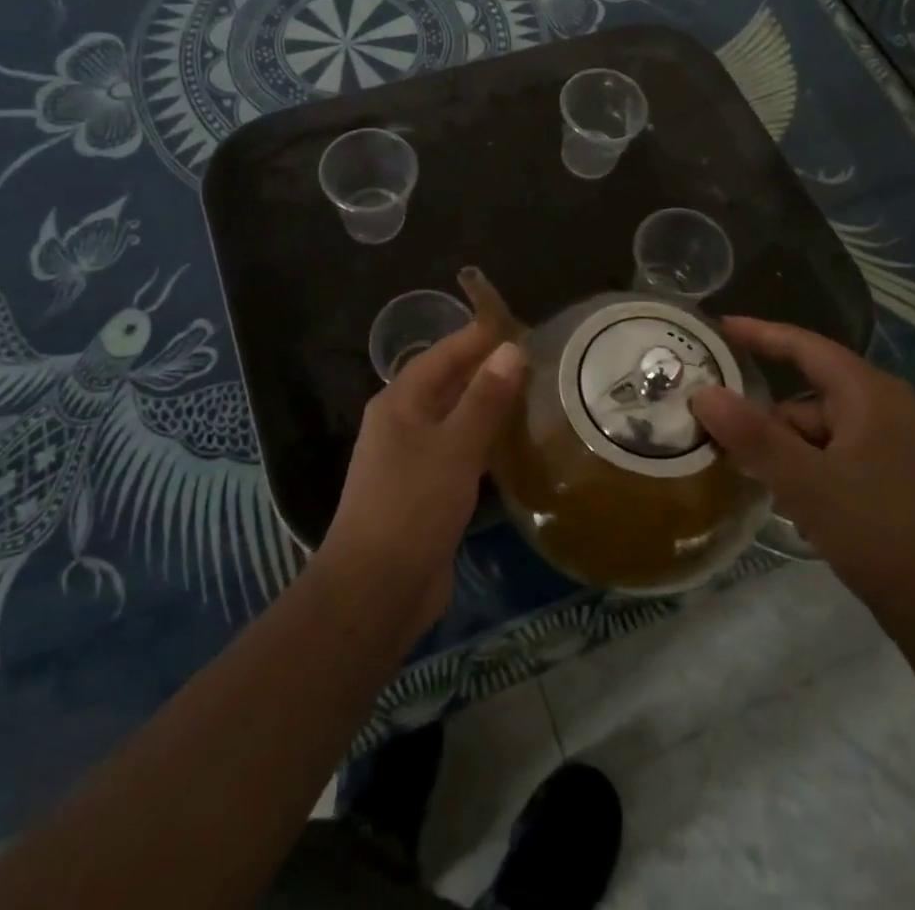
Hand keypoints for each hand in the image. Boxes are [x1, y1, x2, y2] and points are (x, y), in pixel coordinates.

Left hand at [321, 324, 524, 639]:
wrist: (376, 590)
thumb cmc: (412, 506)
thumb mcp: (454, 446)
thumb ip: (485, 398)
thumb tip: (512, 349)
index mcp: (400, 402)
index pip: (443, 354)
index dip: (478, 337)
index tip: (519, 323)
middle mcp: (403, 423)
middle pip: (449, 384)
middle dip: (488, 370)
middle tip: (538, 359)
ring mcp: (413, 459)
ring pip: (456, 419)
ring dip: (489, 407)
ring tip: (535, 394)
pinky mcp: (427, 492)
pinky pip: (460, 452)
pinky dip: (486, 443)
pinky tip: (516, 445)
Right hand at [690, 317, 914, 641]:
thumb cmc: (881, 533)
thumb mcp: (807, 483)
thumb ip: (752, 435)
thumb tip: (702, 393)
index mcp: (869, 393)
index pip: (804, 345)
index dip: (759, 332)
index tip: (716, 327)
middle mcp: (881, 408)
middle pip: (804, 394)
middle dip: (761, 413)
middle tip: (712, 426)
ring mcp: (888, 445)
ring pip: (815, 430)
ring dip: (780, 449)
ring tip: (744, 474)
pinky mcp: (888, 477)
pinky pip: (831, 456)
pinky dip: (803, 469)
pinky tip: (786, 501)